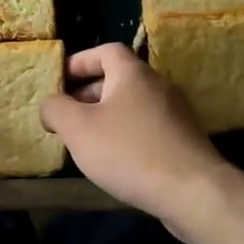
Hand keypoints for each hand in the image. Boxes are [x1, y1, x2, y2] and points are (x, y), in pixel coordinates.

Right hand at [40, 43, 232, 222]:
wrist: (193, 192)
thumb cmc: (129, 152)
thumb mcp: (78, 129)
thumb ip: (56, 109)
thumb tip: (50, 105)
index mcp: (133, 73)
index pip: (105, 51)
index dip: (80, 62)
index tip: (60, 80)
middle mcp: (158, 85)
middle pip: (119, 78)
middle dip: (89, 93)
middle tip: (67, 115)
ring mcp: (176, 113)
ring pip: (133, 105)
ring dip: (107, 116)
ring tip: (86, 141)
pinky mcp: (185, 140)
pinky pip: (148, 126)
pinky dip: (127, 134)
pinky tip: (116, 160)